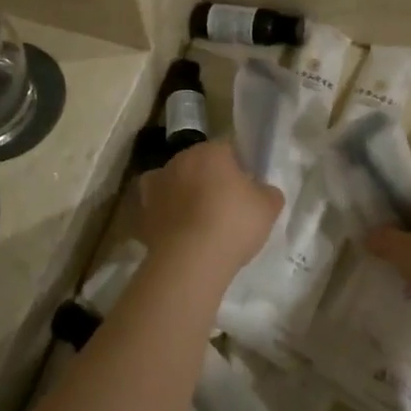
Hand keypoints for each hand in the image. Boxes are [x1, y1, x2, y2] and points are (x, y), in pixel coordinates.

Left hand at [138, 141, 283, 271]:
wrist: (190, 261)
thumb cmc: (233, 224)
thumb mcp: (269, 208)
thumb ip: (268, 192)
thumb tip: (263, 190)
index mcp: (210, 151)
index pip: (228, 149)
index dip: (239, 167)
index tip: (247, 188)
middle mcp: (179, 160)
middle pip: (199, 165)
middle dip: (210, 180)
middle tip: (227, 207)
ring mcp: (156, 186)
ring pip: (175, 184)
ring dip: (184, 196)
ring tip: (200, 224)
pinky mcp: (142, 213)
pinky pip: (159, 209)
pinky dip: (166, 217)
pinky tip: (179, 234)